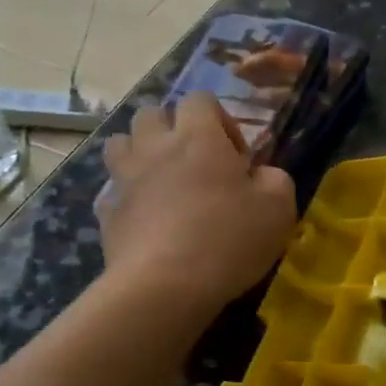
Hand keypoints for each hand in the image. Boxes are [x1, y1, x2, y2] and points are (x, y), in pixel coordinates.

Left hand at [97, 93, 296, 316]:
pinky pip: (112, 192)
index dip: (220, 120)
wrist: (164, 286)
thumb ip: (275, 180)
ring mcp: (125, 179)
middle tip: (193, 163)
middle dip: (171, 129)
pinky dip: (125, 199)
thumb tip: (262, 174)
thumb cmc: (227, 240)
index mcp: (198, 137)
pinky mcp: (107, 213)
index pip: (200, 99)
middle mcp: (156, 147)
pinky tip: (143, 220)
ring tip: (160, 182)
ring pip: (120, 143)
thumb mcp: (278, 210)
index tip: (235, 158)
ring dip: (139, 153)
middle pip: (151, 113)